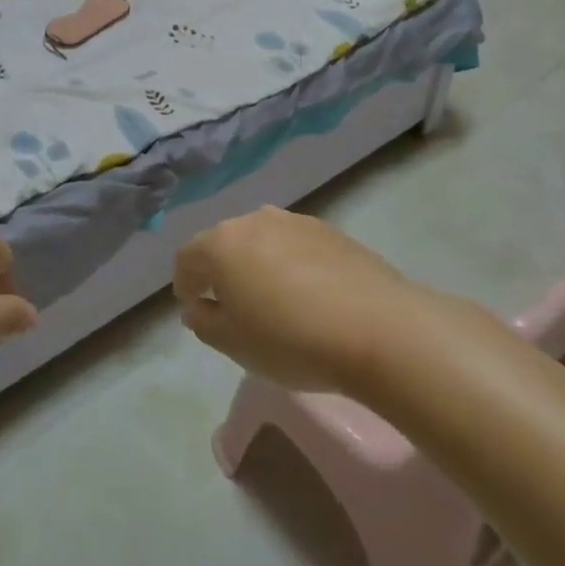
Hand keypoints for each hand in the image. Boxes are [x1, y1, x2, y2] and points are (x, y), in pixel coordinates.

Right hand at [173, 207, 413, 392]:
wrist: (380, 329)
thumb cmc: (292, 340)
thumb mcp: (234, 345)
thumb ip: (204, 322)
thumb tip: (199, 306)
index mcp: (222, 244)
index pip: (187, 257)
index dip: (184, 283)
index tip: (193, 307)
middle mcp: (254, 220)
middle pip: (224, 242)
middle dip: (220, 270)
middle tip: (230, 304)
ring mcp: (296, 221)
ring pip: (261, 240)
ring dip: (257, 263)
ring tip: (271, 298)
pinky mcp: (332, 231)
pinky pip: (296, 245)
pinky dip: (291, 264)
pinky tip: (308, 295)